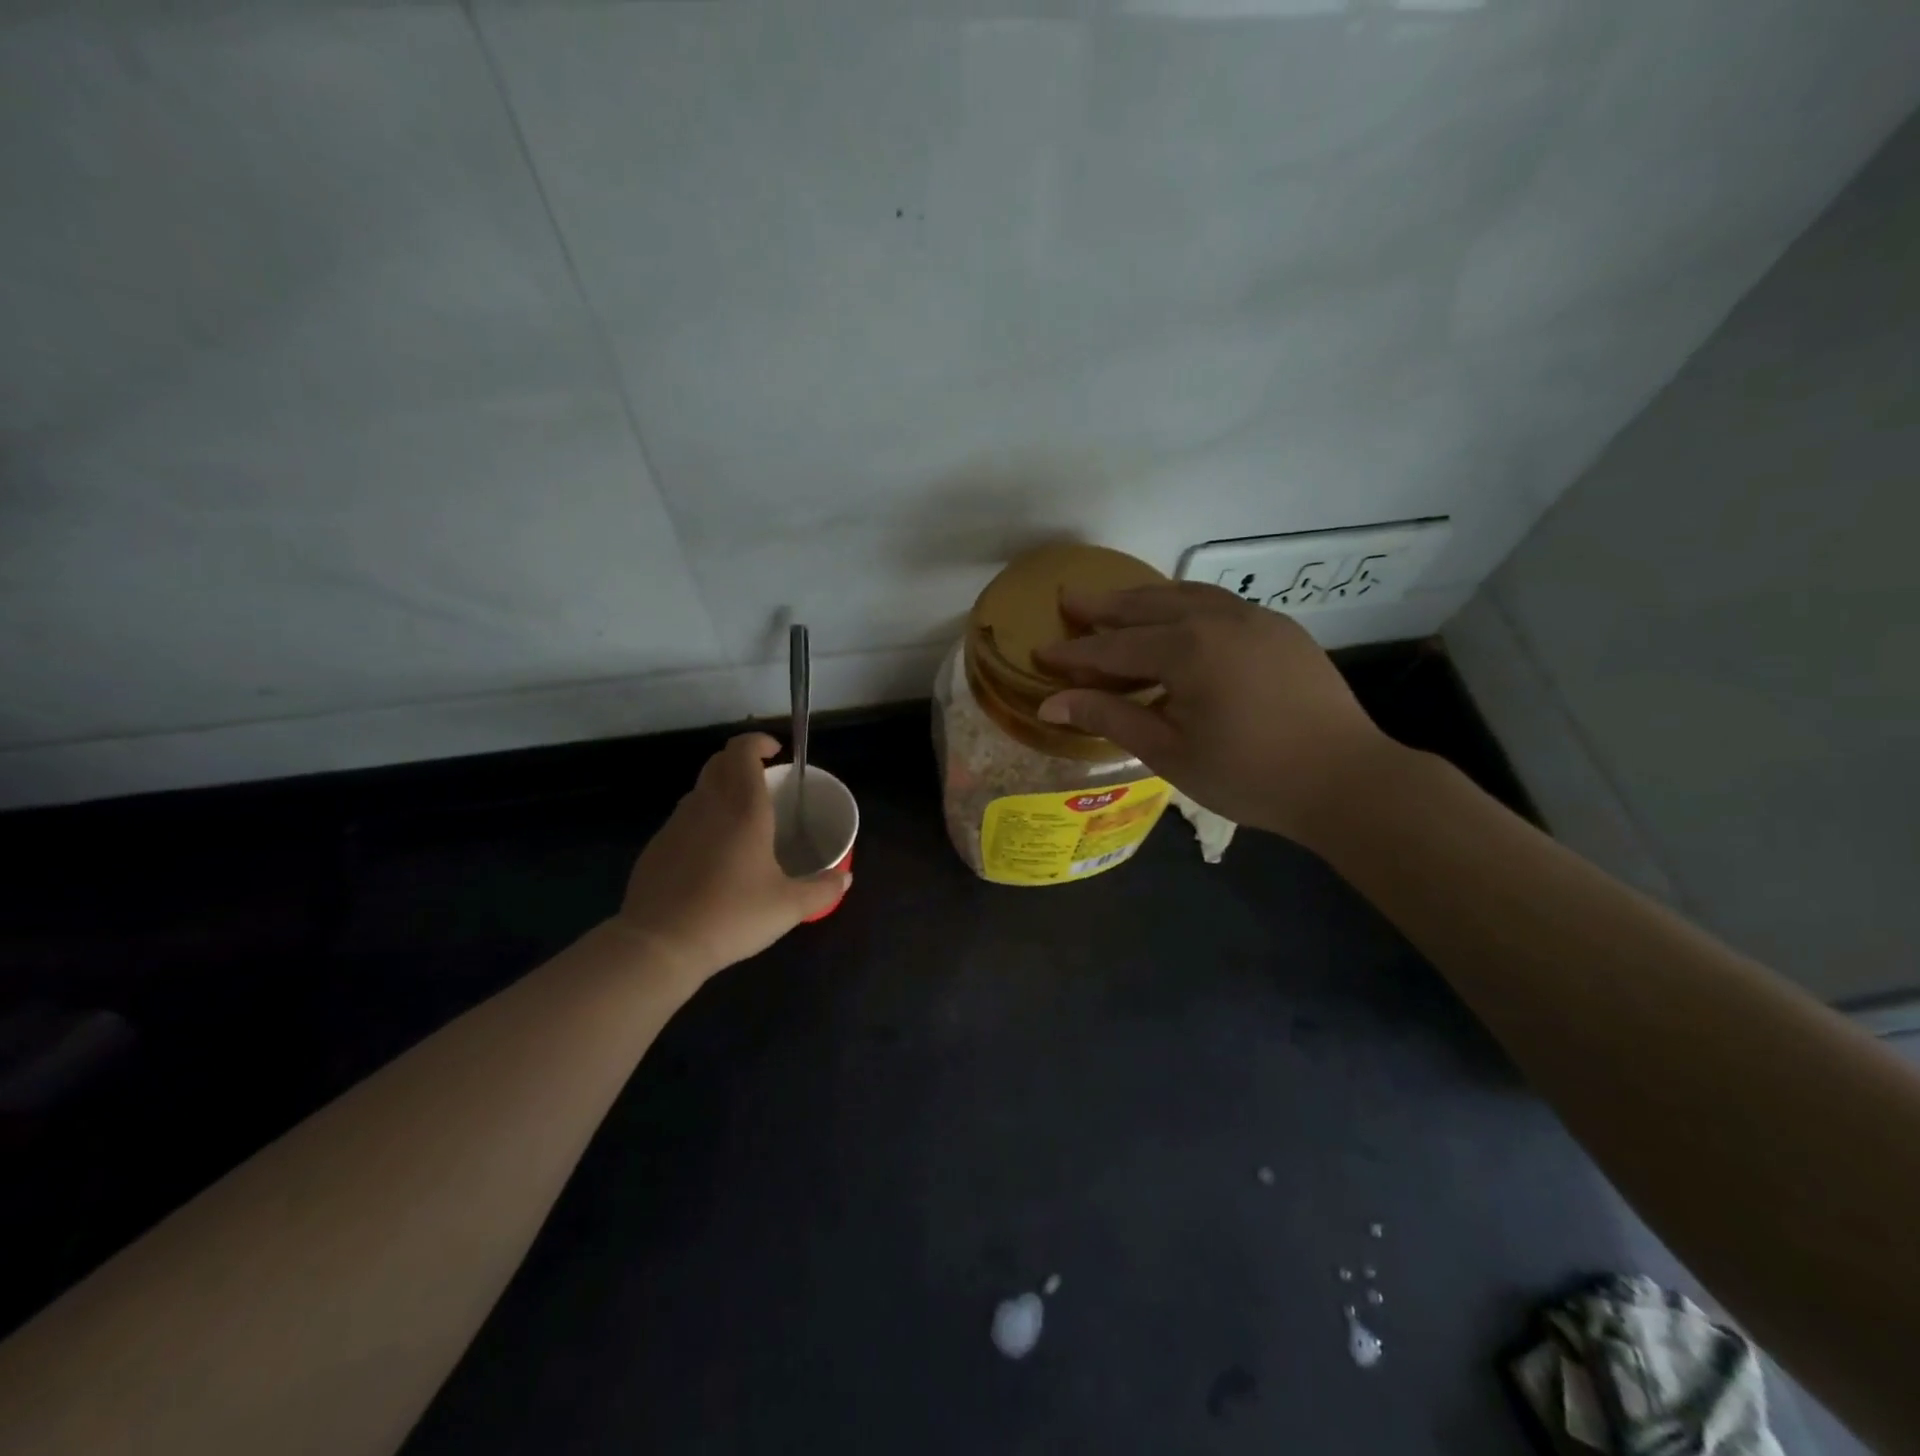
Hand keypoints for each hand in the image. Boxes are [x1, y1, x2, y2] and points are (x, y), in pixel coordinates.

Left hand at [617, 733, 848, 977]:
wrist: (660, 944)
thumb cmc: (732, 915)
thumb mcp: (789, 907)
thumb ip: (823, 889)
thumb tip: (845, 878)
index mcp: (743, 808)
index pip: (742, 750)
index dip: (758, 742)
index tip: (776, 753)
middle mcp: (708, 805)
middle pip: (719, 762)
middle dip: (741, 761)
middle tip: (764, 781)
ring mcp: (676, 824)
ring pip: (700, 789)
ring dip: (721, 789)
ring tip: (742, 819)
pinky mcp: (657, 846)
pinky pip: (684, 818)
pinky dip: (703, 819)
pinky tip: (713, 855)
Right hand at [1033, 583, 1397, 844]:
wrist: (1346, 780)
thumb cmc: (1249, 775)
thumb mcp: (1169, 752)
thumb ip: (1110, 717)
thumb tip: (1051, 703)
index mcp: (1187, 649)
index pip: (1114, 647)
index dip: (1074, 653)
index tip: (1039, 653)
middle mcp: (1218, 618)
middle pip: (1146, 605)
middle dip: (1103, 606)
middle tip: (1068, 600)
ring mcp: (1254, 617)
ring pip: (1185, 595)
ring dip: (1144, 598)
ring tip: (1114, 602)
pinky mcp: (1279, 627)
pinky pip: (1218, 603)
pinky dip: (1183, 604)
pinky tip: (1176, 618)